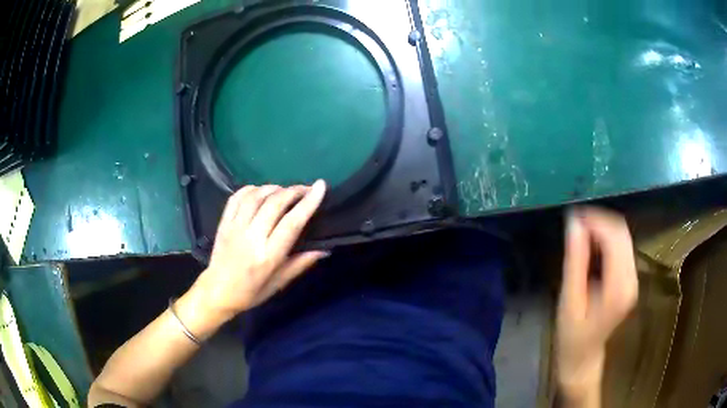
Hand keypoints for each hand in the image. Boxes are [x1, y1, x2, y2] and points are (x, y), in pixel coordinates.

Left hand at [191, 181, 328, 322]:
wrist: (217, 292)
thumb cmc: (251, 292)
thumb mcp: (279, 284)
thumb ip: (300, 264)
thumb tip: (324, 249)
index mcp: (268, 256)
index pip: (292, 223)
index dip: (308, 203)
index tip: (320, 187)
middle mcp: (251, 238)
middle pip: (274, 203)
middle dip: (293, 191)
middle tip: (305, 189)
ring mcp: (235, 228)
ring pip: (256, 196)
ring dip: (273, 188)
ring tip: (284, 190)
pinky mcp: (223, 223)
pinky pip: (237, 197)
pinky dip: (251, 189)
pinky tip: (261, 191)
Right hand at [556, 207, 638, 404]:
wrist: (583, 357)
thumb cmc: (572, 335)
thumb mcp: (570, 299)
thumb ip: (575, 260)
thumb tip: (573, 223)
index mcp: (619, 285)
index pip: (614, 237)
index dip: (595, 220)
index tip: (573, 215)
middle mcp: (632, 277)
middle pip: (621, 232)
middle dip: (598, 220)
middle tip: (574, 221)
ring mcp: (633, 277)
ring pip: (622, 236)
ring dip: (602, 227)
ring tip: (580, 230)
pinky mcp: (629, 277)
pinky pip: (621, 246)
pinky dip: (606, 238)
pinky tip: (591, 243)